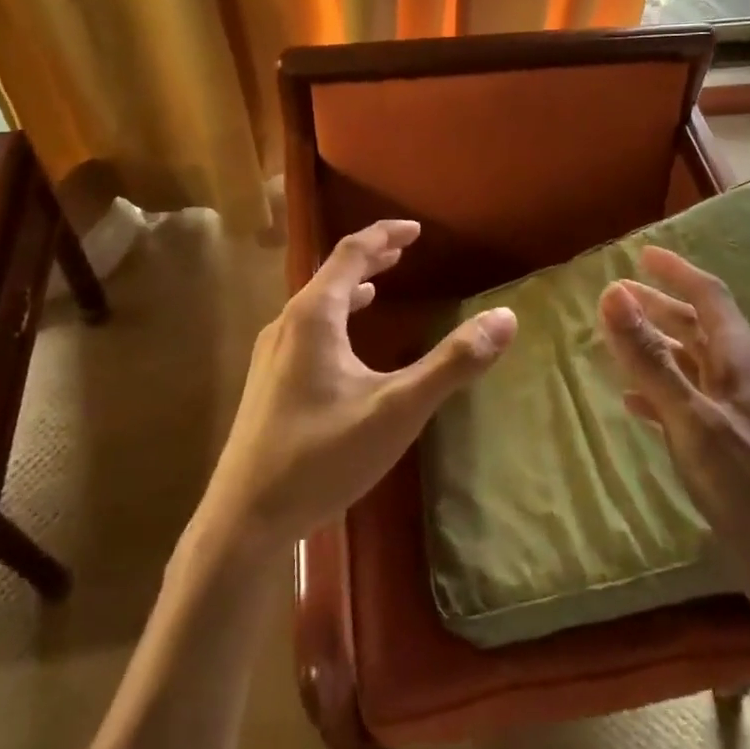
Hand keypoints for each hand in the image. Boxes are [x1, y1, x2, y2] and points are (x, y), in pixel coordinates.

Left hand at [205, 219, 516, 550]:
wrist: (244, 519)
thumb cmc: (322, 457)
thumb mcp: (398, 409)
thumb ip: (452, 363)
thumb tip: (504, 318)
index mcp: (314, 317)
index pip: (350, 253)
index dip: (384, 235)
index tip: (415, 229)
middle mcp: (286, 325)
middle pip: (330, 275)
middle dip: (369, 259)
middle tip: (402, 249)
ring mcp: (271, 355)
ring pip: (316, 304)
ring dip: (350, 288)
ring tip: (379, 287)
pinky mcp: (267, 383)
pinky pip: (307, 331)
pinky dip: (336, 319)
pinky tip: (345, 345)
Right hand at [598, 247, 749, 623]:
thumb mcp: (694, 420)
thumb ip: (651, 359)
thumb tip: (612, 293)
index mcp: (743, 360)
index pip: (709, 296)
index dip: (676, 271)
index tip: (642, 253)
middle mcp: (745, 379)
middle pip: (699, 327)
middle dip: (659, 306)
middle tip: (616, 296)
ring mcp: (740, 416)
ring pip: (693, 365)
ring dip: (657, 347)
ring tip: (617, 339)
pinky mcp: (732, 449)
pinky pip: (690, 403)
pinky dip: (661, 393)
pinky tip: (634, 403)